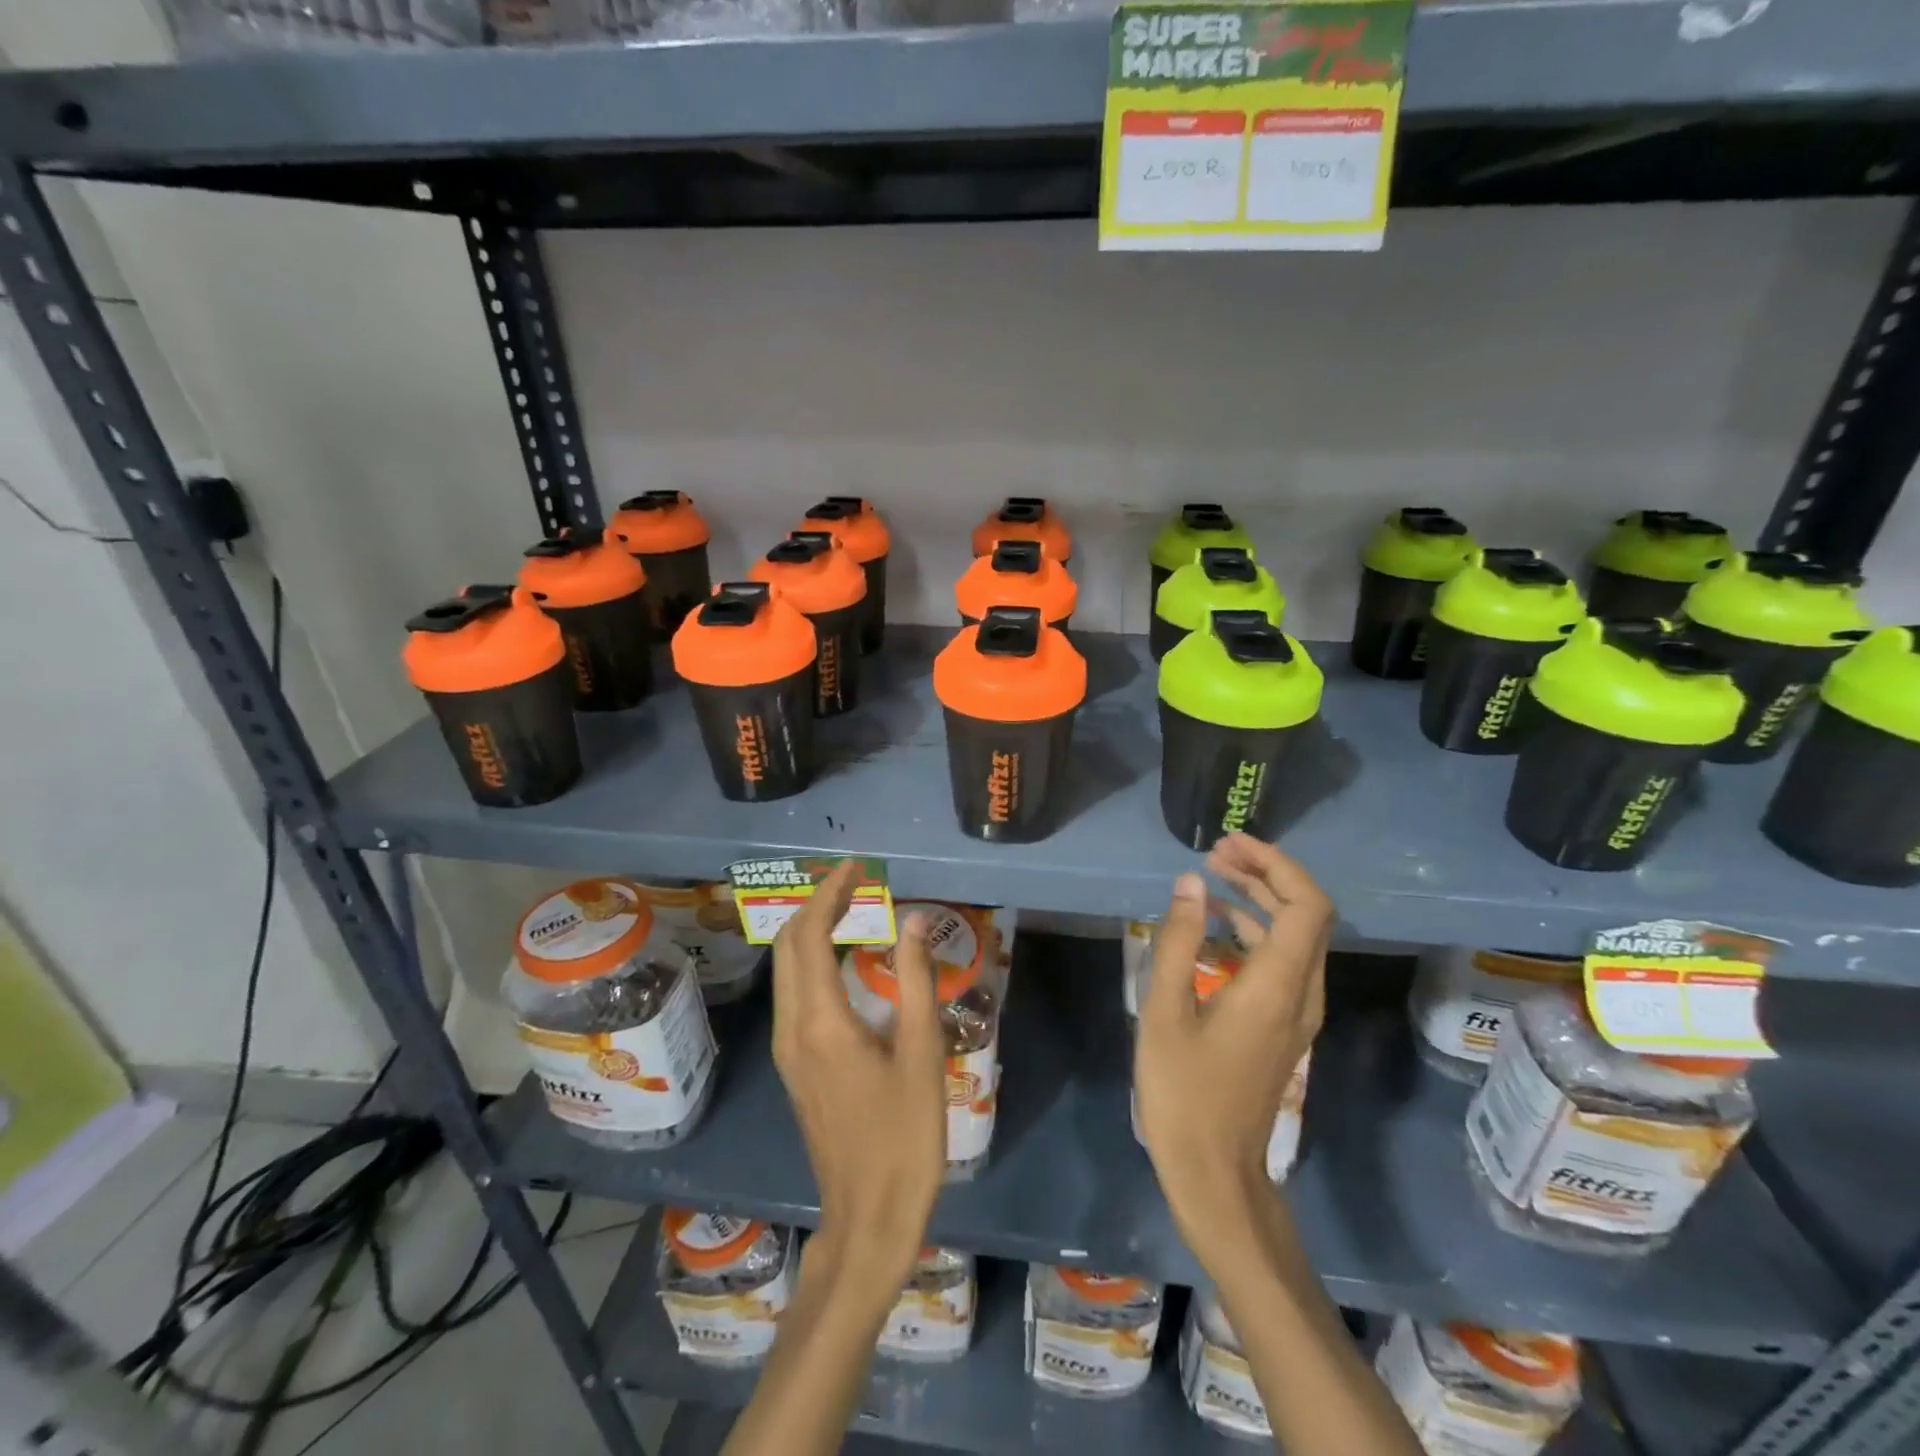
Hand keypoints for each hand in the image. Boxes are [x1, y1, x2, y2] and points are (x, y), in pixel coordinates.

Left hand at [770, 861, 946, 1298]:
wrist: (868, 1218)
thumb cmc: (904, 1137)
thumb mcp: (922, 1055)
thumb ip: (917, 981)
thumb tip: (915, 922)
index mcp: (820, 1022)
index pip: (809, 935)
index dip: (829, 893)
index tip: (856, 868)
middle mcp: (792, 1029)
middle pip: (787, 947)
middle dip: (815, 905)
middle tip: (855, 883)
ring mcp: (788, 1051)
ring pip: (785, 971)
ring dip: (810, 932)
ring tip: (850, 909)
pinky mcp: (794, 1067)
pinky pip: (793, 994)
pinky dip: (811, 961)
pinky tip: (842, 961)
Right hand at [1134, 833, 1331, 1257]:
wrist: (1215, 1172)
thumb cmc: (1183, 1092)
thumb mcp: (1165, 1010)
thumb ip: (1179, 941)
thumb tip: (1192, 883)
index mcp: (1279, 986)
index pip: (1307, 905)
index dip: (1276, 865)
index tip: (1230, 846)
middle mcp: (1302, 994)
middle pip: (1307, 914)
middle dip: (1266, 874)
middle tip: (1216, 853)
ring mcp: (1297, 1013)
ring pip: (1296, 937)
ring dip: (1260, 900)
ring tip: (1210, 879)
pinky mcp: (1284, 1026)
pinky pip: (1283, 961)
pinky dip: (1255, 931)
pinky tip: (1213, 928)